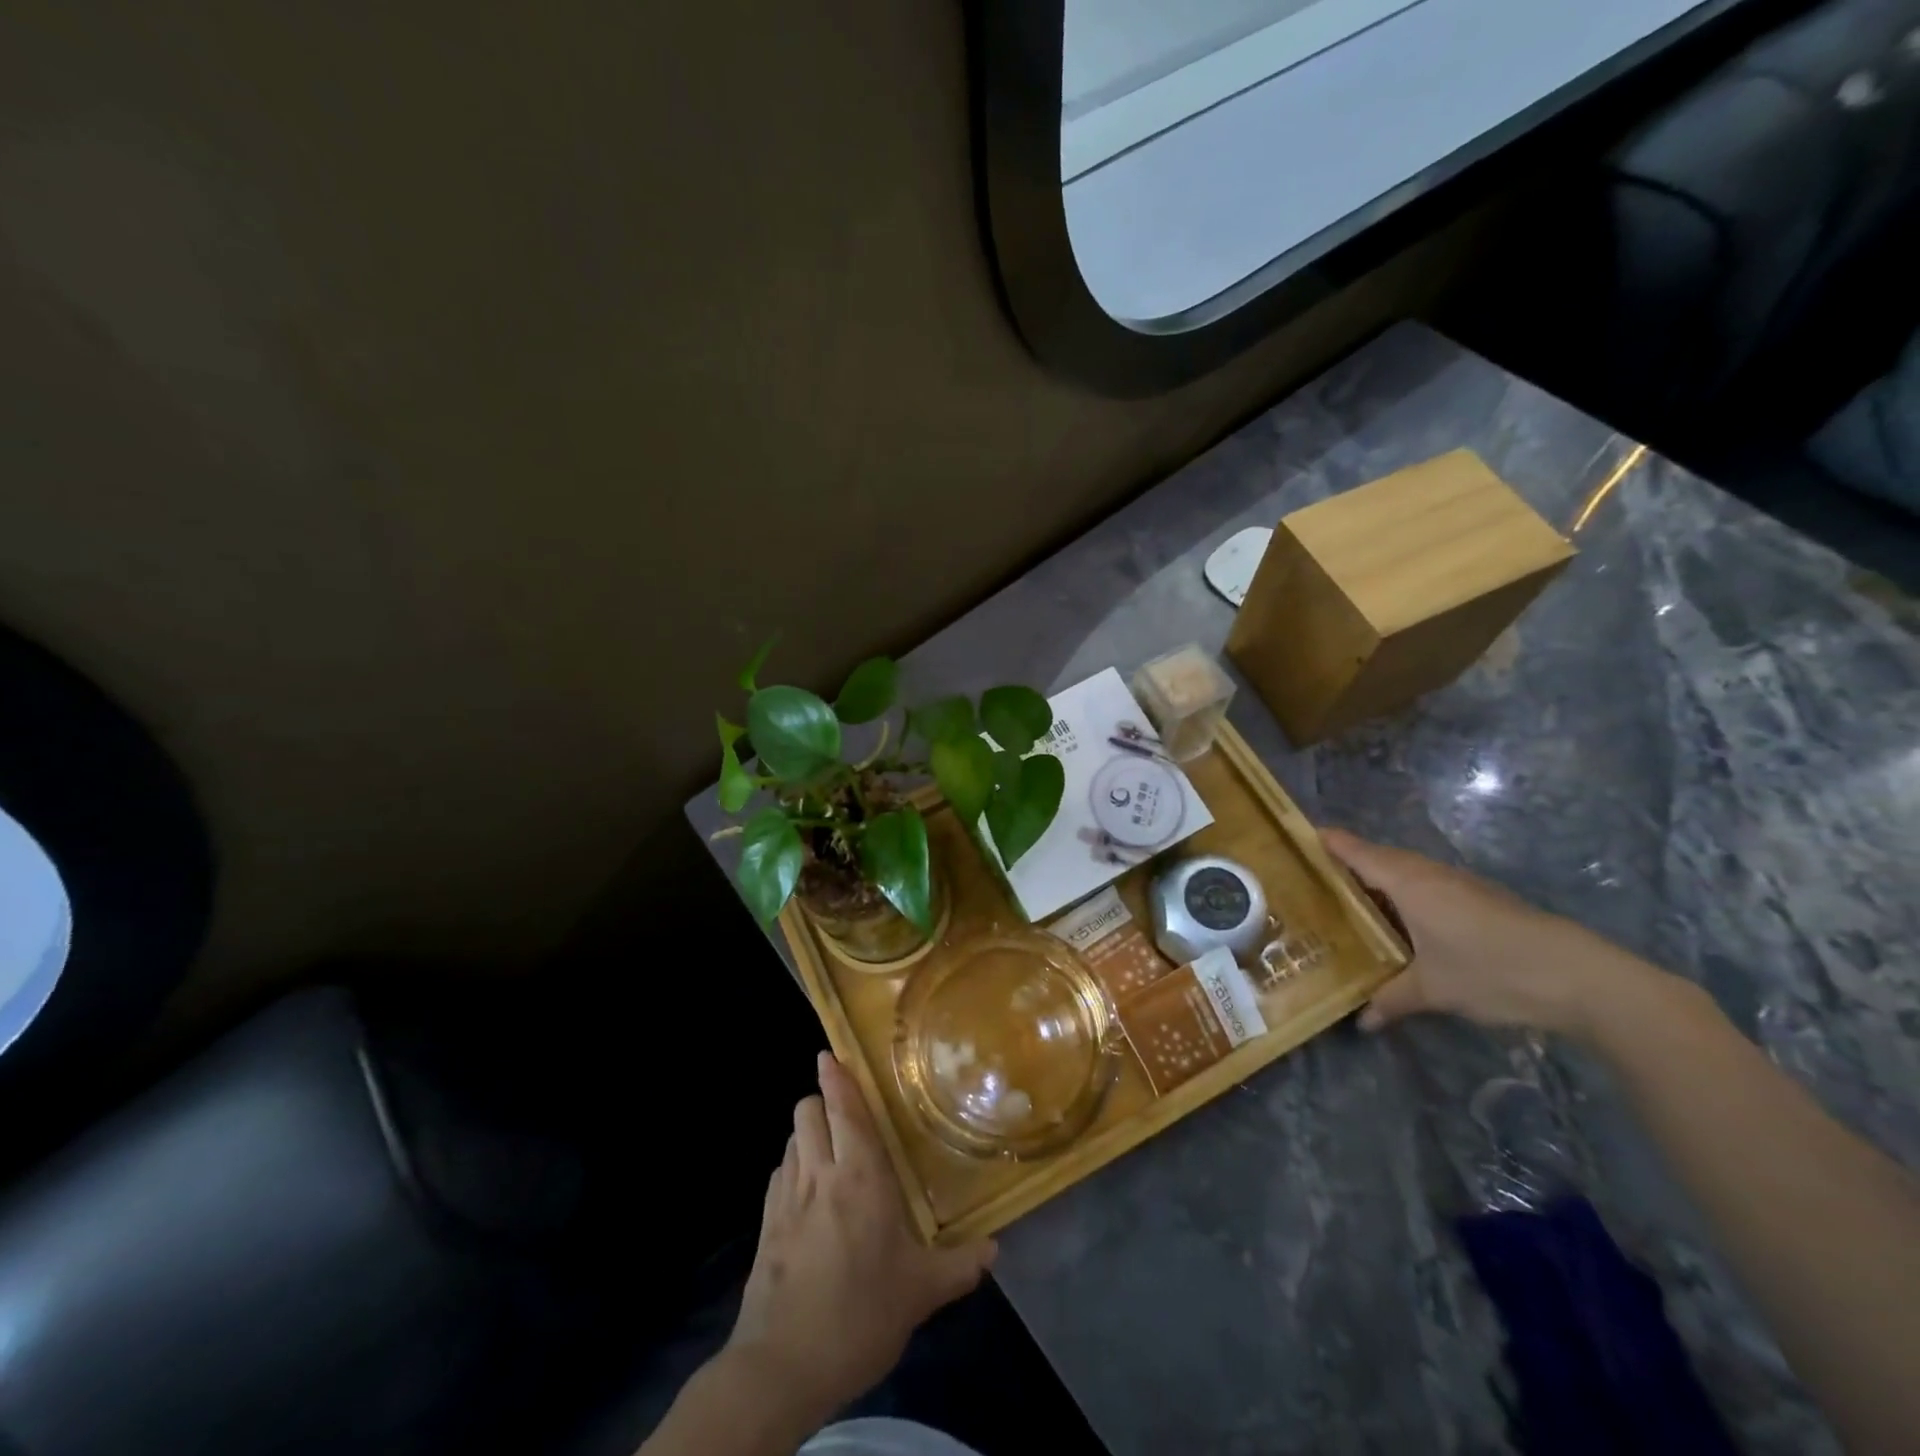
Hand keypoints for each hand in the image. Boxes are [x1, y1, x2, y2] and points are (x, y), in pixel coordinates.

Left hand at [725, 1052, 996, 1424]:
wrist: (782, 1366)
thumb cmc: (860, 1314)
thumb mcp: (919, 1293)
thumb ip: (959, 1265)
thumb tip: (995, 1250)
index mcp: (860, 1176)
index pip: (844, 1108)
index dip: (836, 1077)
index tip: (831, 1054)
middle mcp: (820, 1173)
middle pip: (808, 1111)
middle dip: (823, 1100)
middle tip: (846, 1112)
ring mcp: (786, 1196)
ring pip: (791, 1138)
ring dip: (808, 1133)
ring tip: (830, 1150)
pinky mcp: (765, 1224)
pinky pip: (779, 1174)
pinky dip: (793, 1167)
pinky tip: (808, 1194)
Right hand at [1323, 830, 1667, 1040]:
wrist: (1580, 977)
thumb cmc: (1492, 970)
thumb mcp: (1433, 989)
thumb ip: (1391, 999)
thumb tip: (1360, 1021)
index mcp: (1406, 880)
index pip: (1353, 849)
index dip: (1323, 841)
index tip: (1290, 841)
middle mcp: (1427, 873)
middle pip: (1375, 858)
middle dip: (1343, 866)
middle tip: (1307, 883)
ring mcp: (1456, 884)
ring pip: (1402, 873)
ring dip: (1374, 883)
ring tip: (1345, 905)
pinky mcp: (1477, 900)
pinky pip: (1424, 887)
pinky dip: (1401, 897)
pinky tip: (1396, 925)